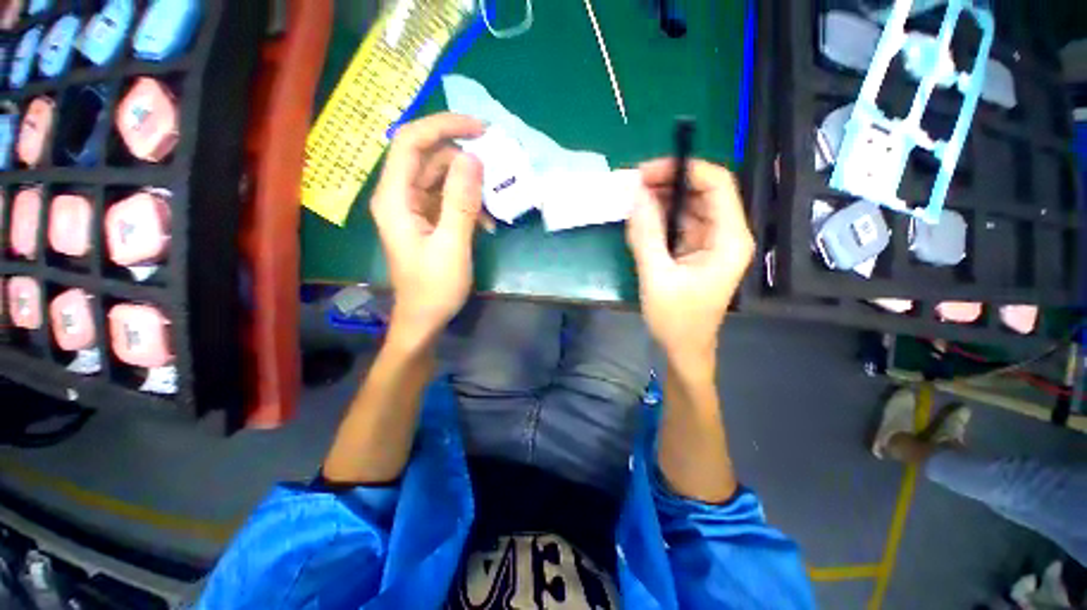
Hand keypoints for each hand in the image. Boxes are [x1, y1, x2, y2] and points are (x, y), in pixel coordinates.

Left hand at [371, 113, 485, 347]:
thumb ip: (461, 201)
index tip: (481, 130)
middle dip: (464, 158)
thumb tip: (473, 158)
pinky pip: (447, 198)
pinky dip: (468, 203)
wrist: (424, 319)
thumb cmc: (434, 288)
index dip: (444, 126)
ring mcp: (413, 208)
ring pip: (441, 177)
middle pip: (429, 157)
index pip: (411, 142)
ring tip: (495, 204)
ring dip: (470, 185)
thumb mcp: (452, 245)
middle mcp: (399, 196)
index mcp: (395, 198)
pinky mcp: (426, 220)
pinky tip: (486, 222)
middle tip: (497, 168)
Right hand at [626, 159, 754, 364]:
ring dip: (660, 199)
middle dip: (667, 182)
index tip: (646, 172)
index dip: (683, 169)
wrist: (683, 349)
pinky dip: (659, 217)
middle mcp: (725, 234)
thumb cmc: (675, 320)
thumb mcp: (656, 276)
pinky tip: (639, 218)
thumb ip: (646, 235)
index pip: (716, 184)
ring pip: (688, 206)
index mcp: (729, 239)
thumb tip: (635, 194)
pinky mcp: (695, 250)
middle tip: (631, 185)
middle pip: (701, 191)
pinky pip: (678, 223)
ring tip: (630, 199)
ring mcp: (710, 242)